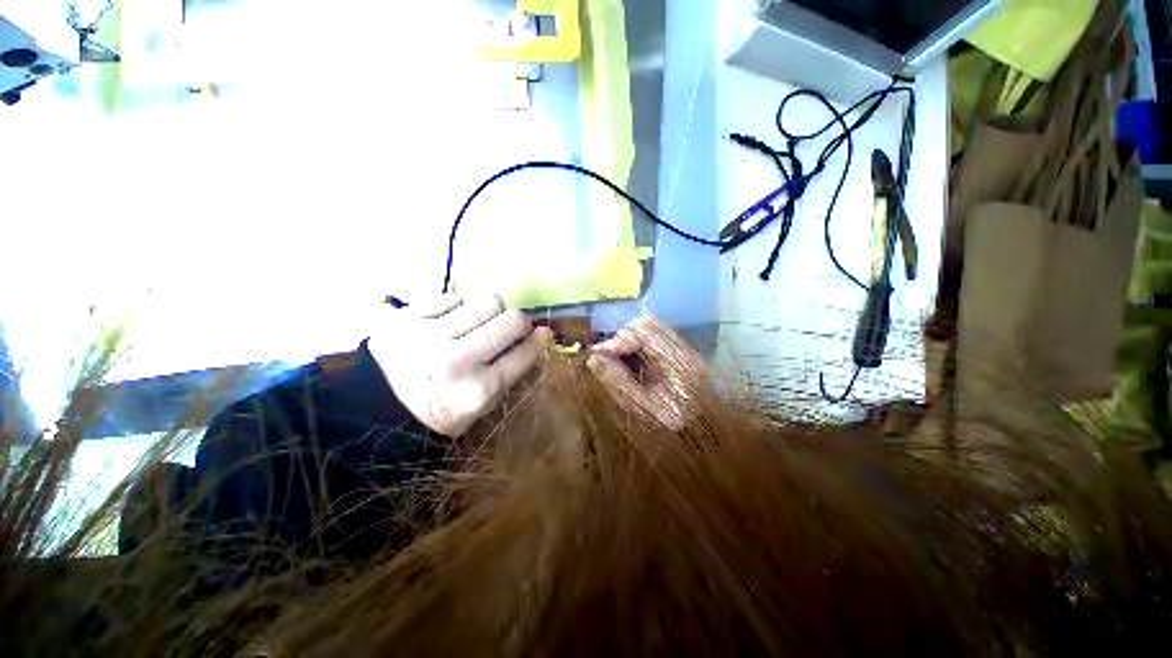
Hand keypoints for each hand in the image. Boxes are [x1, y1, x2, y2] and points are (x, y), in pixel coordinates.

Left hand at [368, 293, 552, 436]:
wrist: (377, 407)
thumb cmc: (441, 409)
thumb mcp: (484, 406)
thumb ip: (512, 372)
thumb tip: (539, 334)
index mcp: (478, 390)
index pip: (525, 353)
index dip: (538, 340)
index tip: (543, 332)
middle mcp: (456, 361)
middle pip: (512, 319)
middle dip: (517, 322)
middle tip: (509, 328)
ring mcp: (428, 336)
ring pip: (486, 301)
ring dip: (488, 312)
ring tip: (474, 325)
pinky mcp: (405, 318)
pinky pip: (452, 296)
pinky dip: (456, 308)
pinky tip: (446, 323)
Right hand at [587, 315, 701, 430]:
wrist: (703, 434)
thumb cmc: (674, 427)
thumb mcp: (644, 410)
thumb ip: (620, 383)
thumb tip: (593, 359)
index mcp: (681, 363)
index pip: (645, 332)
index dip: (618, 340)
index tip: (598, 355)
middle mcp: (685, 349)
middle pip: (647, 324)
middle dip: (621, 338)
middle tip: (605, 358)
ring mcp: (684, 350)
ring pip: (649, 329)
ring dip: (627, 341)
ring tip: (614, 360)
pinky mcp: (679, 354)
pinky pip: (652, 339)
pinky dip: (635, 346)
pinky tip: (628, 363)